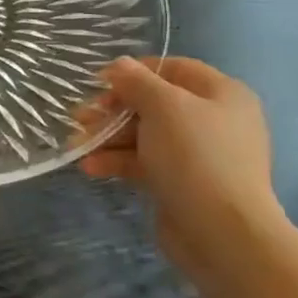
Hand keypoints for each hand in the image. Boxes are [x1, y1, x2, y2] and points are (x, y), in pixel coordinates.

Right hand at [76, 56, 283, 267]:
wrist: (221, 231)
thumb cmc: (195, 156)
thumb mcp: (164, 107)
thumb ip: (137, 81)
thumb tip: (118, 65)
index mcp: (221, 94)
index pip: (173, 68)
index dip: (134, 71)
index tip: (99, 82)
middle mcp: (213, 120)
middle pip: (152, 103)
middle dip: (112, 109)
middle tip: (80, 117)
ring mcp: (197, 153)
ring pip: (143, 134)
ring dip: (107, 137)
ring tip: (76, 145)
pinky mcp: (181, 181)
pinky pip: (144, 161)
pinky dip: (117, 161)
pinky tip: (90, 167)